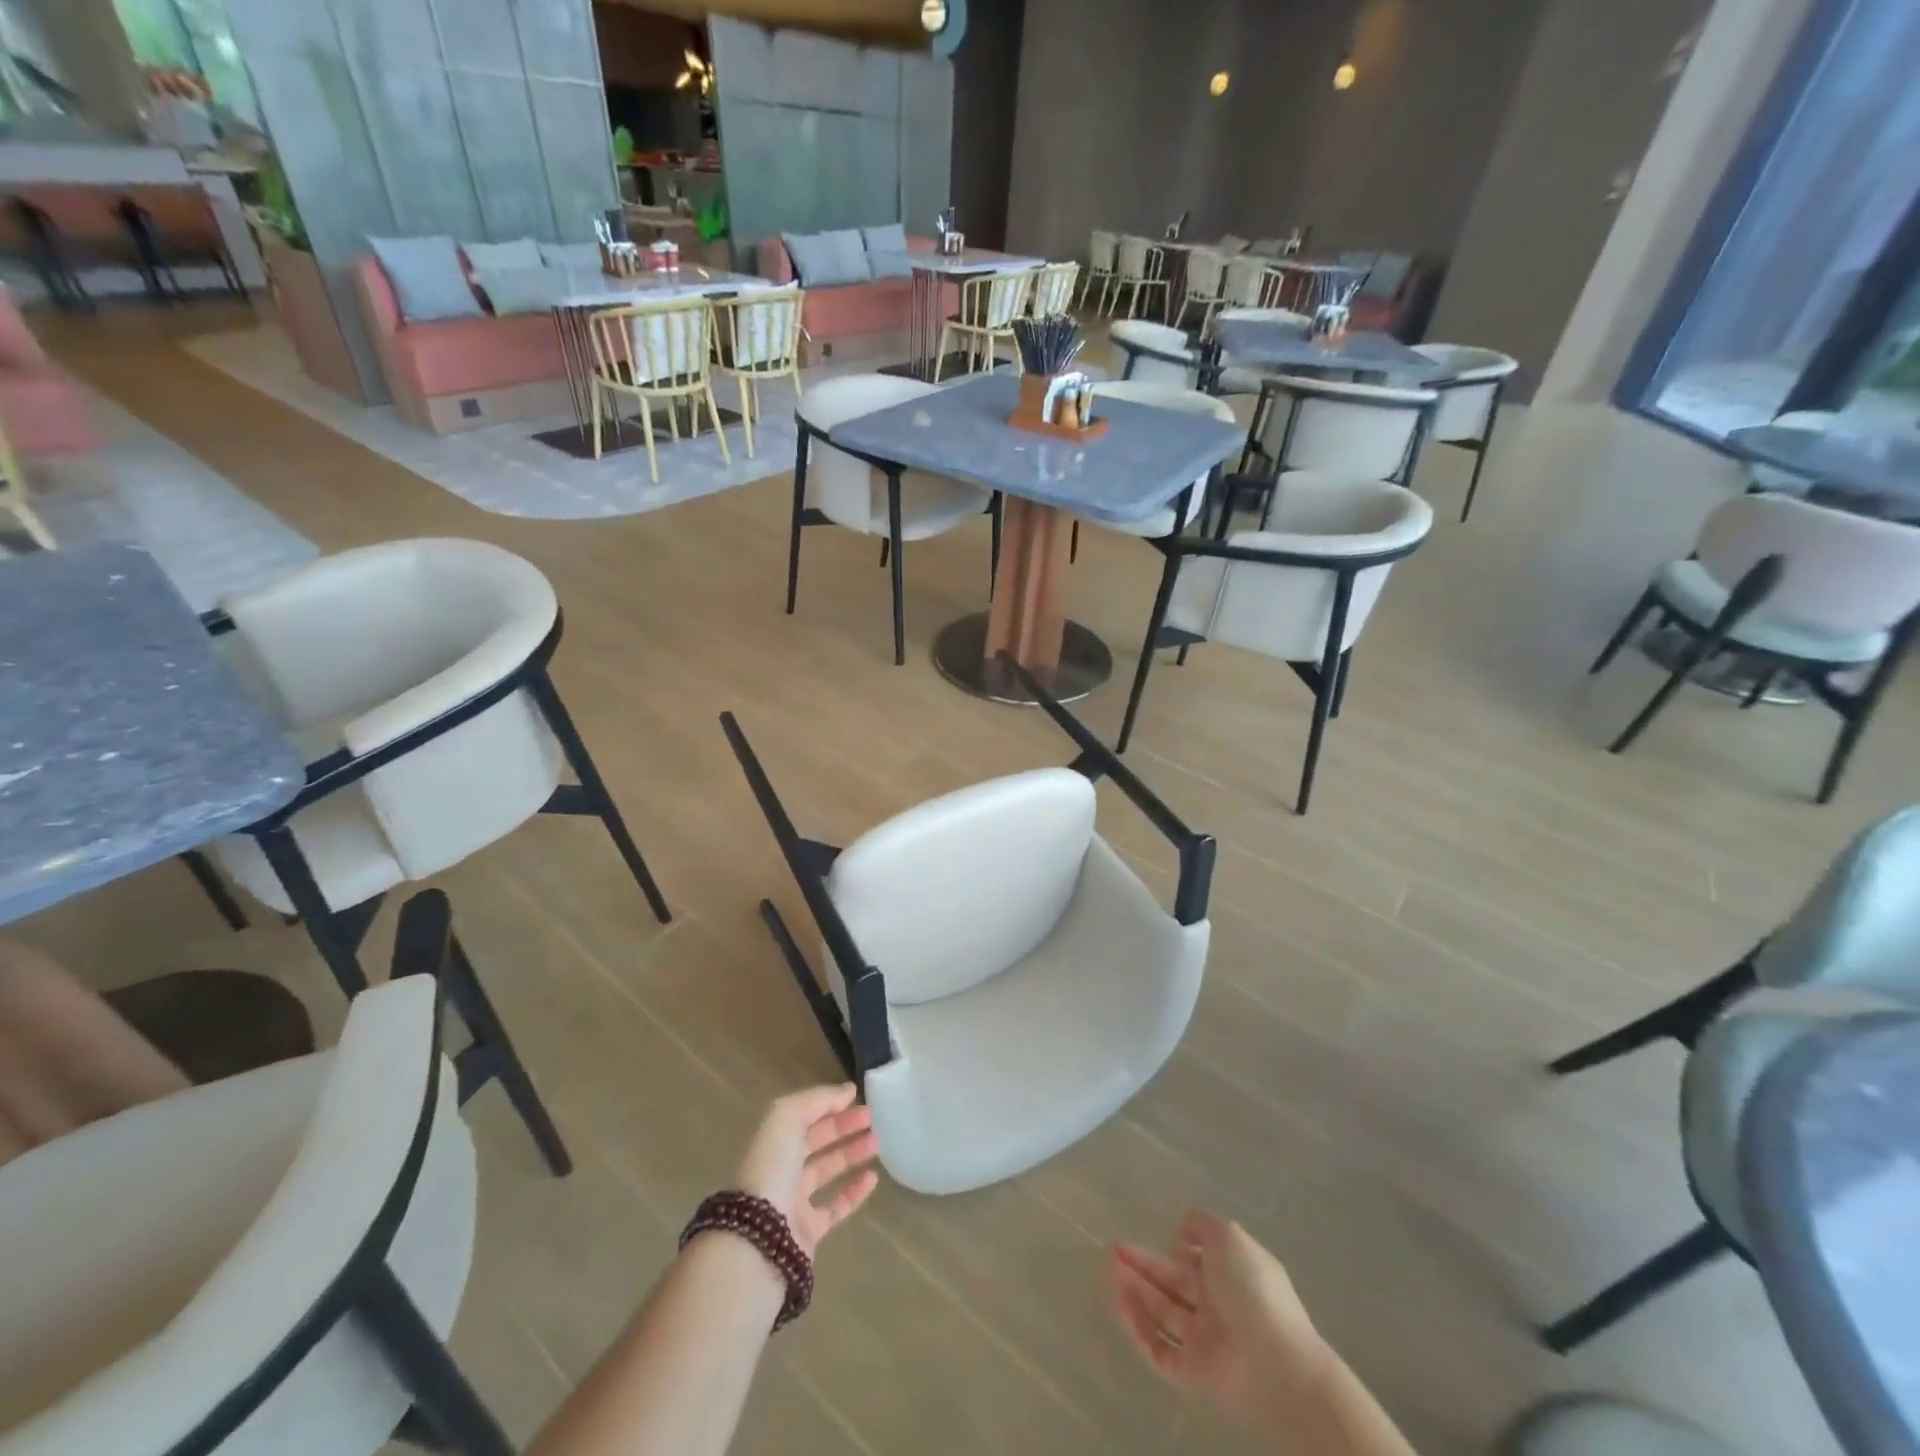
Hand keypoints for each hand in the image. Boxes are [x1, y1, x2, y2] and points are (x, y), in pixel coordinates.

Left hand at [734, 1084, 879, 1256]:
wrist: (760, 1237)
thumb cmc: (772, 1167)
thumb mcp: (788, 1117)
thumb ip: (819, 1100)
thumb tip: (848, 1091)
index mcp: (773, 1140)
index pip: (803, 1115)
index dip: (828, 1104)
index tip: (856, 1097)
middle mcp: (781, 1167)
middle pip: (816, 1141)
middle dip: (843, 1126)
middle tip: (871, 1117)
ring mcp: (794, 1200)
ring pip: (827, 1171)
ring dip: (851, 1154)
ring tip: (877, 1142)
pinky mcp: (809, 1231)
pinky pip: (835, 1207)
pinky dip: (855, 1193)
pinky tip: (873, 1178)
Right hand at [1110, 1210, 1328, 1429]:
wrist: (1275, 1364)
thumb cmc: (1252, 1290)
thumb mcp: (1228, 1236)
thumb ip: (1201, 1226)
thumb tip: (1181, 1234)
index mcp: (1232, 1271)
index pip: (1198, 1257)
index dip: (1178, 1245)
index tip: (1161, 1236)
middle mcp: (1218, 1303)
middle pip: (1174, 1281)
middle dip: (1144, 1264)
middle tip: (1114, 1249)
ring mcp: (1206, 1339)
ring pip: (1164, 1311)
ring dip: (1136, 1289)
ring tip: (1110, 1268)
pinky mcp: (1194, 1371)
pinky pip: (1161, 1348)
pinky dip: (1140, 1327)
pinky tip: (1120, 1304)